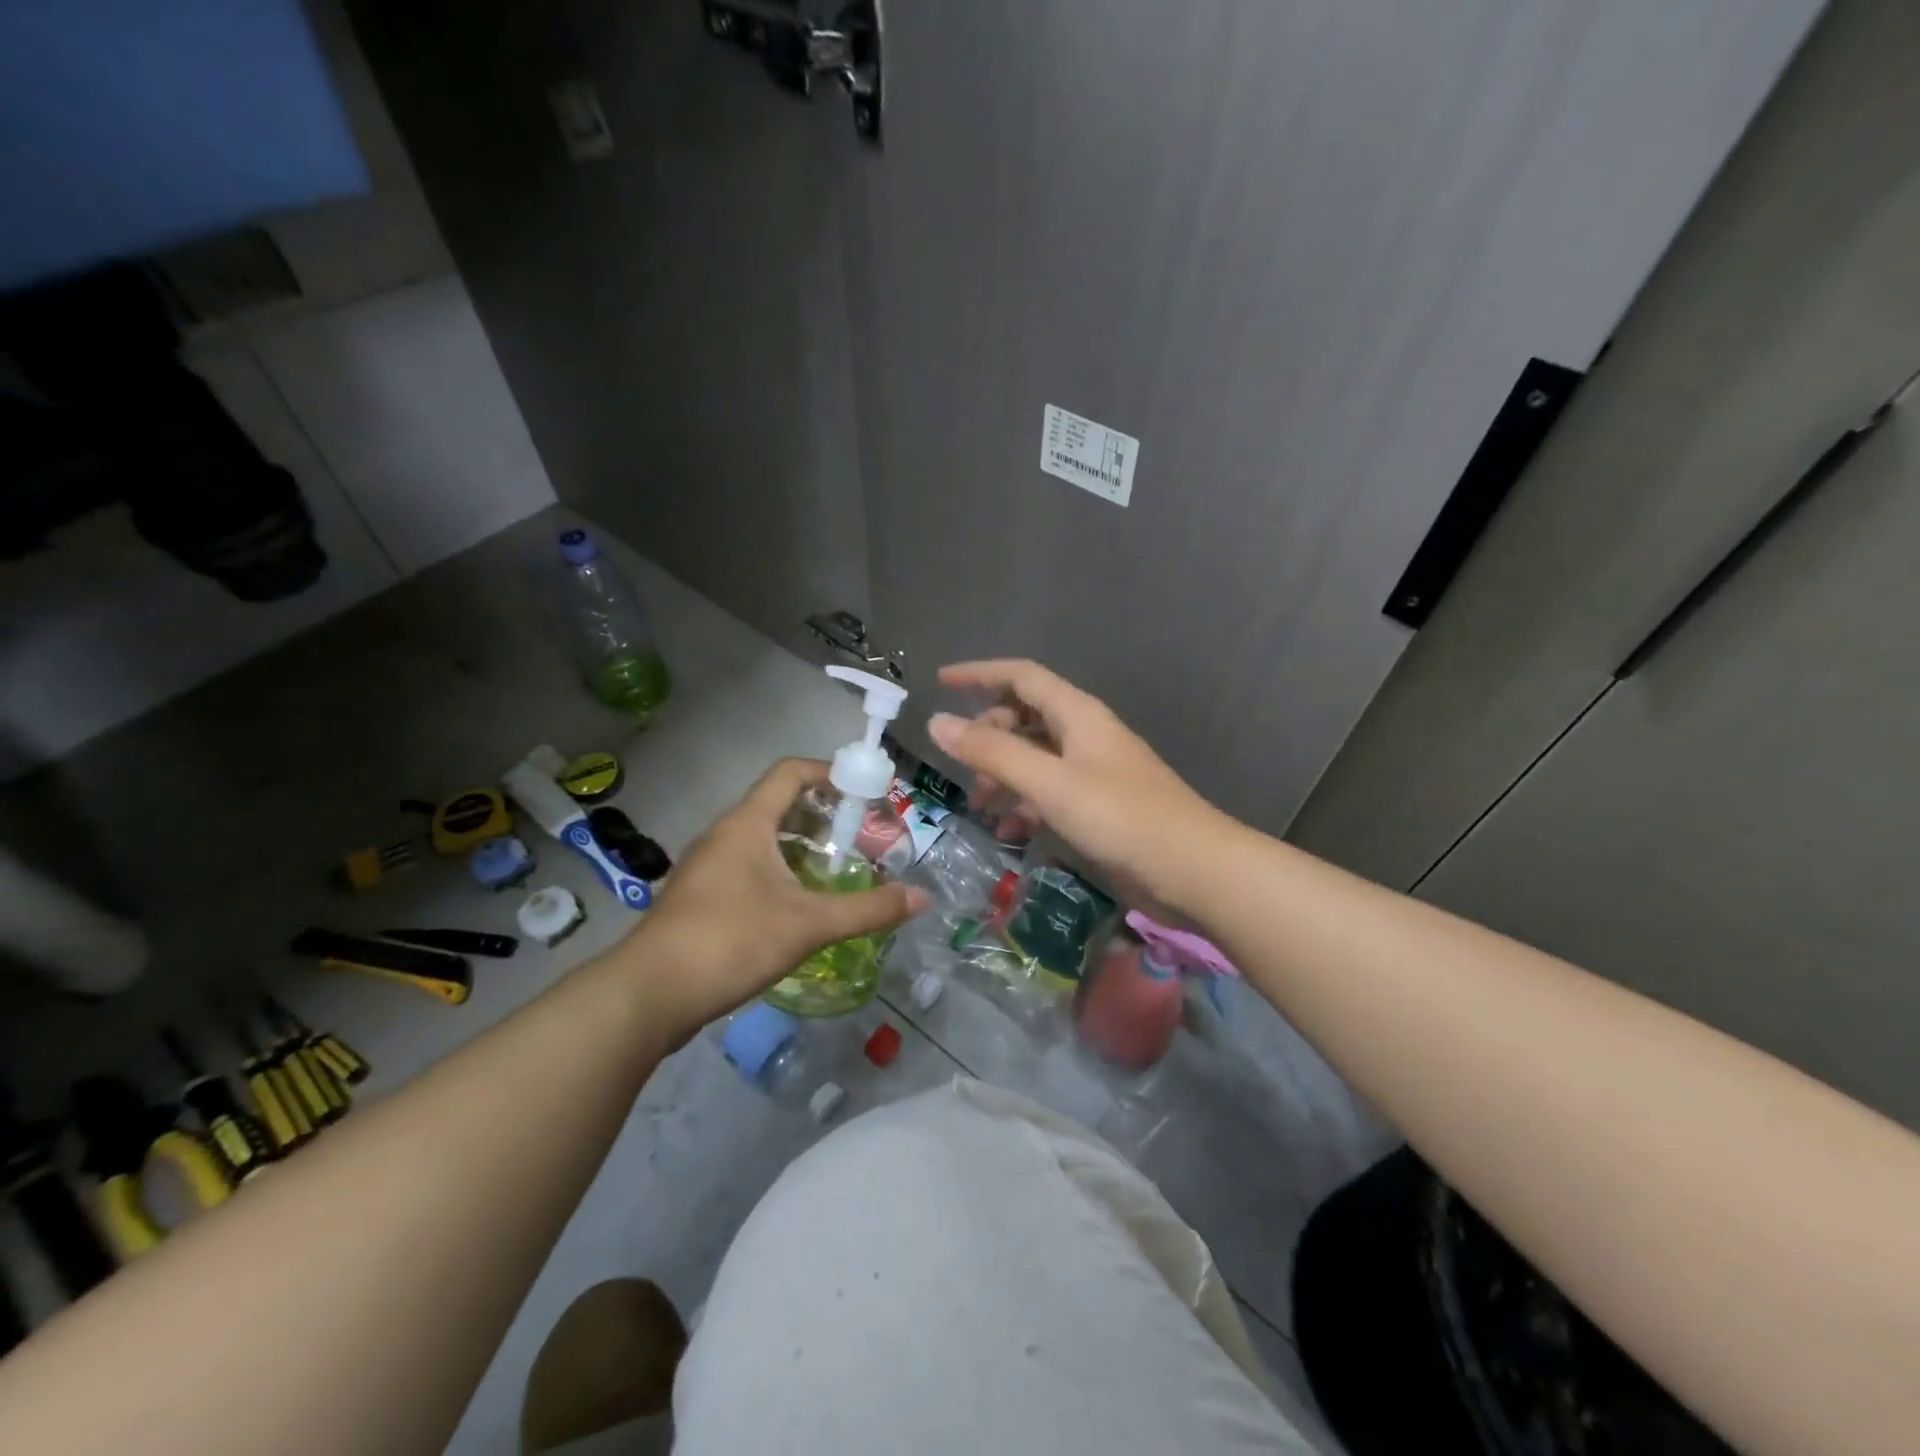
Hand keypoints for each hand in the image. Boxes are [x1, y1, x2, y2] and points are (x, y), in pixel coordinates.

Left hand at [625, 759, 927, 1041]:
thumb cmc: (730, 940)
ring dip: (802, 847)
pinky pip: (748, 868)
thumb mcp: (808, 924)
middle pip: (779, 805)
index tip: (866, 791)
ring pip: (763, 840)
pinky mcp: (700, 898)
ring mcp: (707, 867)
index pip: (790, 772)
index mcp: (747, 824)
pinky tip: (800, 906)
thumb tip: (921, 898)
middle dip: (824, 815)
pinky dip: (780, 873)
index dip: (831, 772)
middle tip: (862, 837)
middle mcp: (724, 835)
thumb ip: (867, 909)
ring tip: (838, 871)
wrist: (648, 995)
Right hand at [927, 659, 1227, 912]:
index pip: (1021, 676)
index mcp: (1077, 714)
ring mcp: (1093, 771)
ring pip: (1035, 757)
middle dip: (988, 736)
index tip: (940, 683)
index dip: (979, 674)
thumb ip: (993, 753)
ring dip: (1004, 774)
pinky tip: (1013, 831)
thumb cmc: (1120, 818)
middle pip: (1025, 717)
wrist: (1193, 869)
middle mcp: (1085, 734)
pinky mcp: (1099, 805)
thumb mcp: (1050, 783)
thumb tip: (938, 722)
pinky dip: (1025, 803)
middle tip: (963, 768)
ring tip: (981, 807)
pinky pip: (1050, 791)